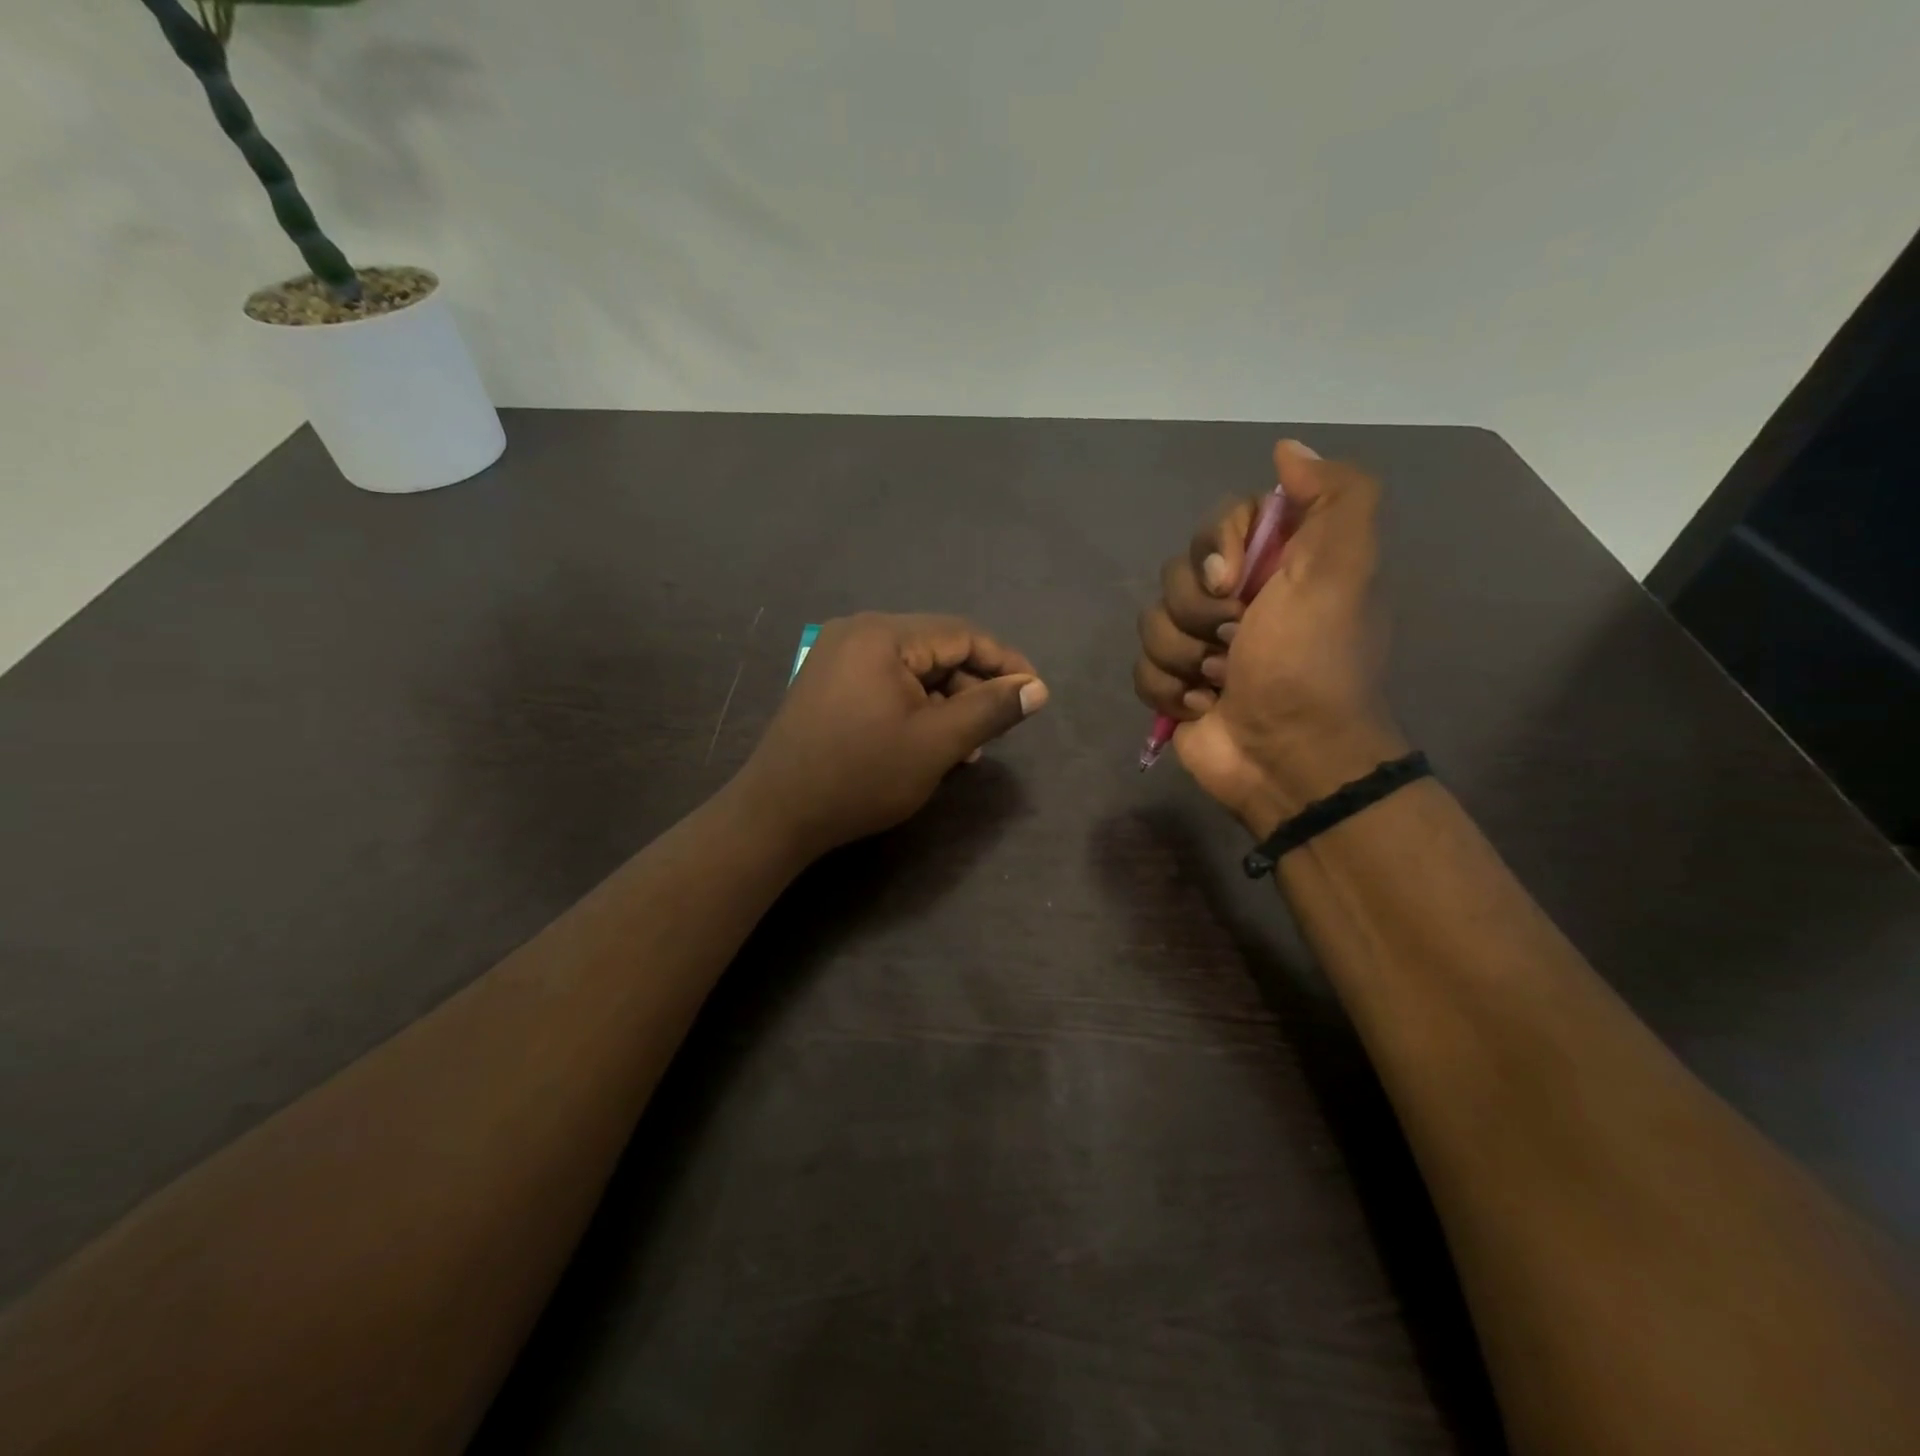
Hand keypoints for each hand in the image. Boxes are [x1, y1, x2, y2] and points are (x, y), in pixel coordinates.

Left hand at [734, 613, 1048, 856]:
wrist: (777, 813)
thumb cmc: (861, 776)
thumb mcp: (936, 744)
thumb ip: (990, 710)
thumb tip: (1037, 688)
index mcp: (882, 635)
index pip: (962, 634)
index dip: (1005, 663)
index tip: (1036, 693)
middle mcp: (858, 632)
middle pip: (937, 649)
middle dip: (973, 687)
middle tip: (999, 728)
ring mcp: (838, 656)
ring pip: (913, 669)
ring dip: (946, 701)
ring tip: (969, 746)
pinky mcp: (829, 682)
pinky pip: (887, 682)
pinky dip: (915, 706)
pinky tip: (931, 741)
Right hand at [1134, 440, 1404, 834]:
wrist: (1289, 758)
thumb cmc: (1312, 665)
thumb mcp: (1343, 572)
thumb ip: (1336, 498)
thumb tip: (1287, 450)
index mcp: (1277, 566)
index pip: (1219, 523)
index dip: (1215, 550)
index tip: (1235, 583)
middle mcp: (1238, 599)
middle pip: (1177, 573)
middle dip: (1198, 614)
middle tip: (1235, 643)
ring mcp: (1201, 645)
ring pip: (1152, 622)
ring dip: (1184, 658)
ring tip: (1220, 685)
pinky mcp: (1175, 686)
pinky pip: (1141, 668)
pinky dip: (1169, 691)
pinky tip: (1202, 708)